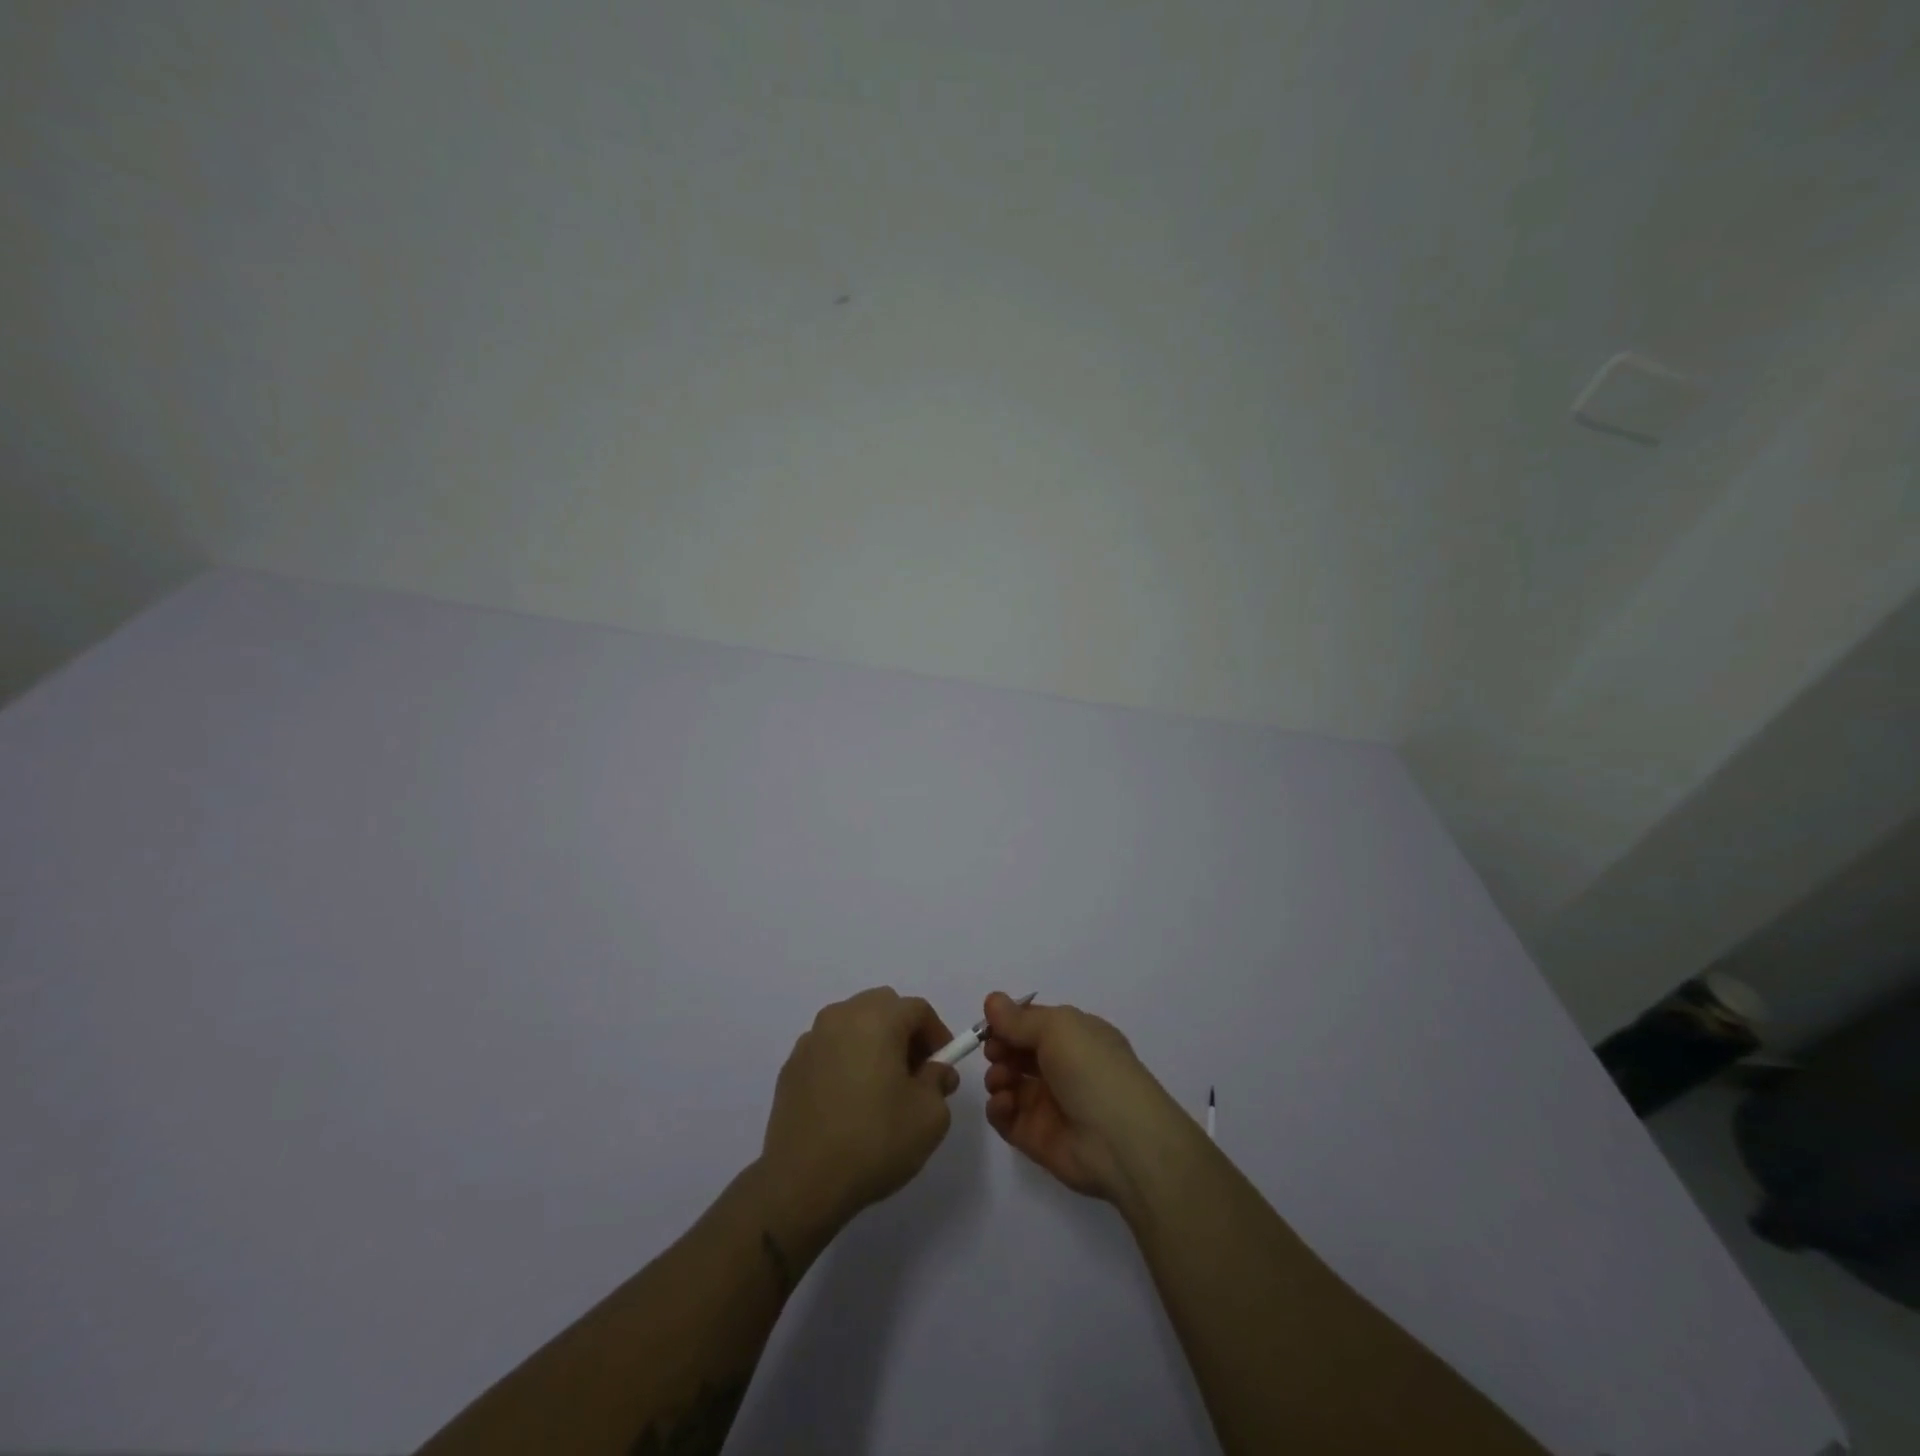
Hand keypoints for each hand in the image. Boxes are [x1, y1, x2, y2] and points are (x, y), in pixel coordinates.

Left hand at [758, 988, 959, 1237]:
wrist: (801, 1182)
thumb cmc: (874, 1141)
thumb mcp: (929, 1116)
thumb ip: (939, 1082)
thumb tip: (934, 1071)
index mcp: (877, 1019)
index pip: (918, 1009)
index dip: (937, 1034)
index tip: (943, 1066)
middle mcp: (841, 1017)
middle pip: (883, 1007)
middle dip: (904, 1032)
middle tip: (915, 1072)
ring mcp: (811, 1040)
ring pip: (853, 1024)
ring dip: (873, 1043)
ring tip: (881, 1087)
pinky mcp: (791, 1066)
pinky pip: (829, 1049)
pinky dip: (845, 1060)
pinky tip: (849, 1100)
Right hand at [981, 992, 1185, 1202]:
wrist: (1119, 1139)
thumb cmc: (1091, 1069)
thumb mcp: (1057, 1028)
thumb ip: (1019, 1019)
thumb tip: (992, 1000)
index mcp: (1075, 1036)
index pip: (1033, 1023)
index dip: (1009, 1021)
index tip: (989, 1025)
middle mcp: (1062, 1067)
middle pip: (1018, 1052)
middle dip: (1000, 1048)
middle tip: (994, 1053)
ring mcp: (1048, 1103)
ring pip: (1009, 1083)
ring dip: (997, 1076)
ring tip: (1002, 1081)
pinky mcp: (1036, 1136)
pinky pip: (1007, 1117)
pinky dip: (998, 1108)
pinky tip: (1004, 1103)